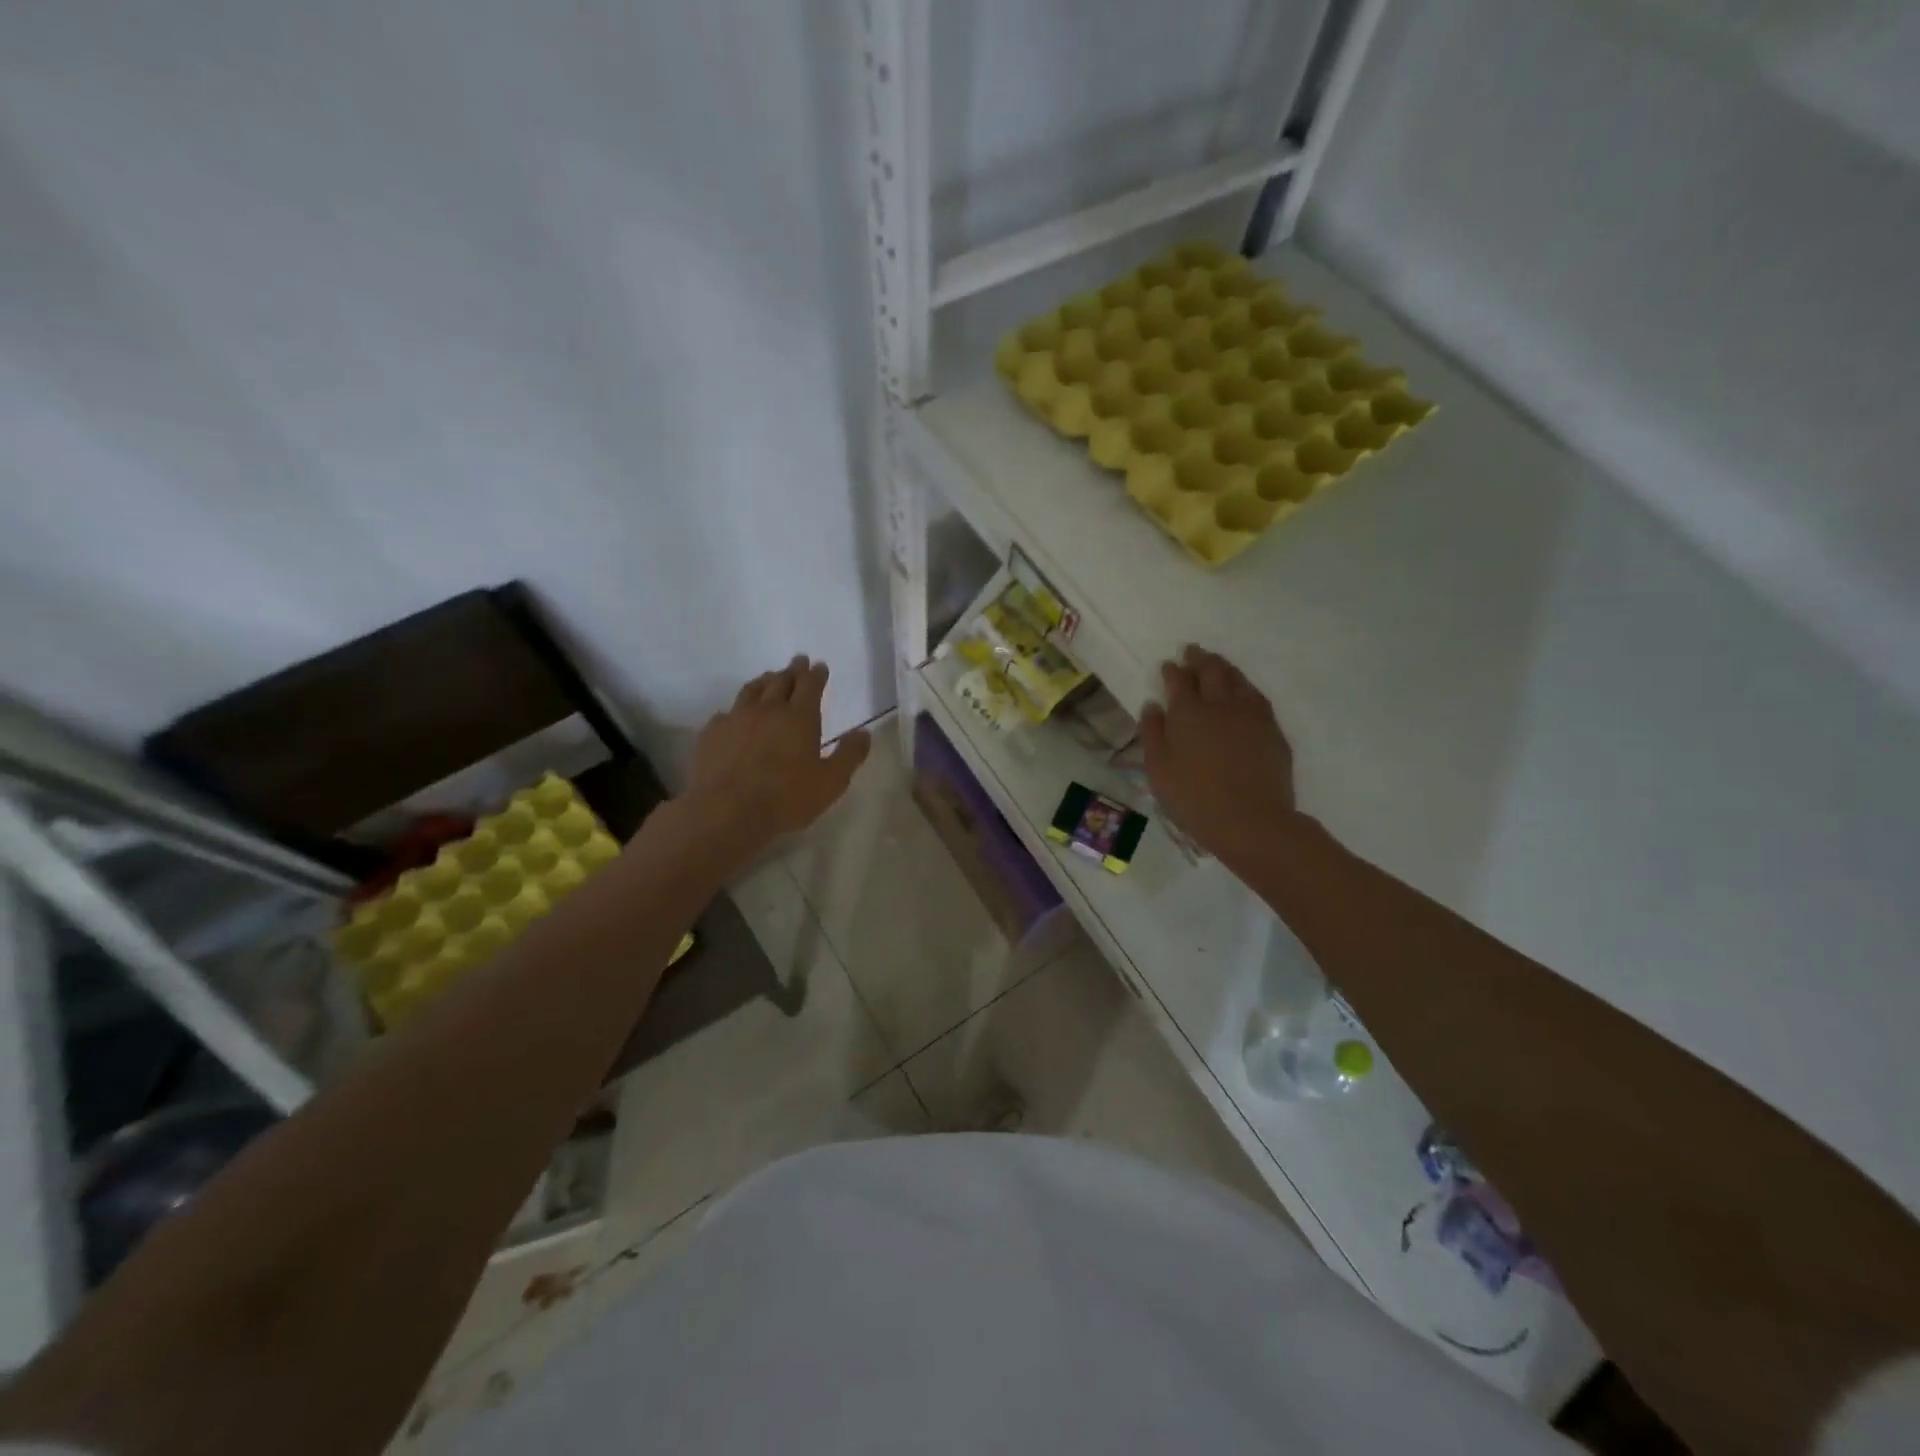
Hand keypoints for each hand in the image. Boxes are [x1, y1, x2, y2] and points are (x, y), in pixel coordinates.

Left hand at [685, 656, 870, 860]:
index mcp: (800, 717)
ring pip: (752, 690)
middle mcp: (768, 709)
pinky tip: (735, 715)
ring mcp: (736, 718)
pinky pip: (726, 712)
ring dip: (764, 681)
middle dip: (793, 670)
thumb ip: (850, 755)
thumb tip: (864, 733)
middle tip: (798, 662)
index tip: (819, 666)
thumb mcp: (831, 782)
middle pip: (781, 680)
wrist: (727, 811)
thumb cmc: (786, 798)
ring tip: (769, 678)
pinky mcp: (712, 733)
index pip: (810, 684)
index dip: (816, 673)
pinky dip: (736, 709)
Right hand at [1140, 646, 1295, 868]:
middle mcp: (1221, 704)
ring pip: (1238, 679)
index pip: (1179, 681)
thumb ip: (1152, 733)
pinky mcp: (1272, 730)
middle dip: (1199, 658)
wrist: (1252, 821)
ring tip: (1217, 664)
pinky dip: (1245, 687)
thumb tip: (1153, 705)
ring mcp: (1251, 715)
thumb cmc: (1194, 798)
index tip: (1169, 664)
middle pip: (1211, 671)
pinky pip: (1257, 697)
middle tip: (1192, 651)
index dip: (1172, 670)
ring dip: (1225, 668)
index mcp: (1188, 712)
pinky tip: (1243, 692)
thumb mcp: (1158, 770)